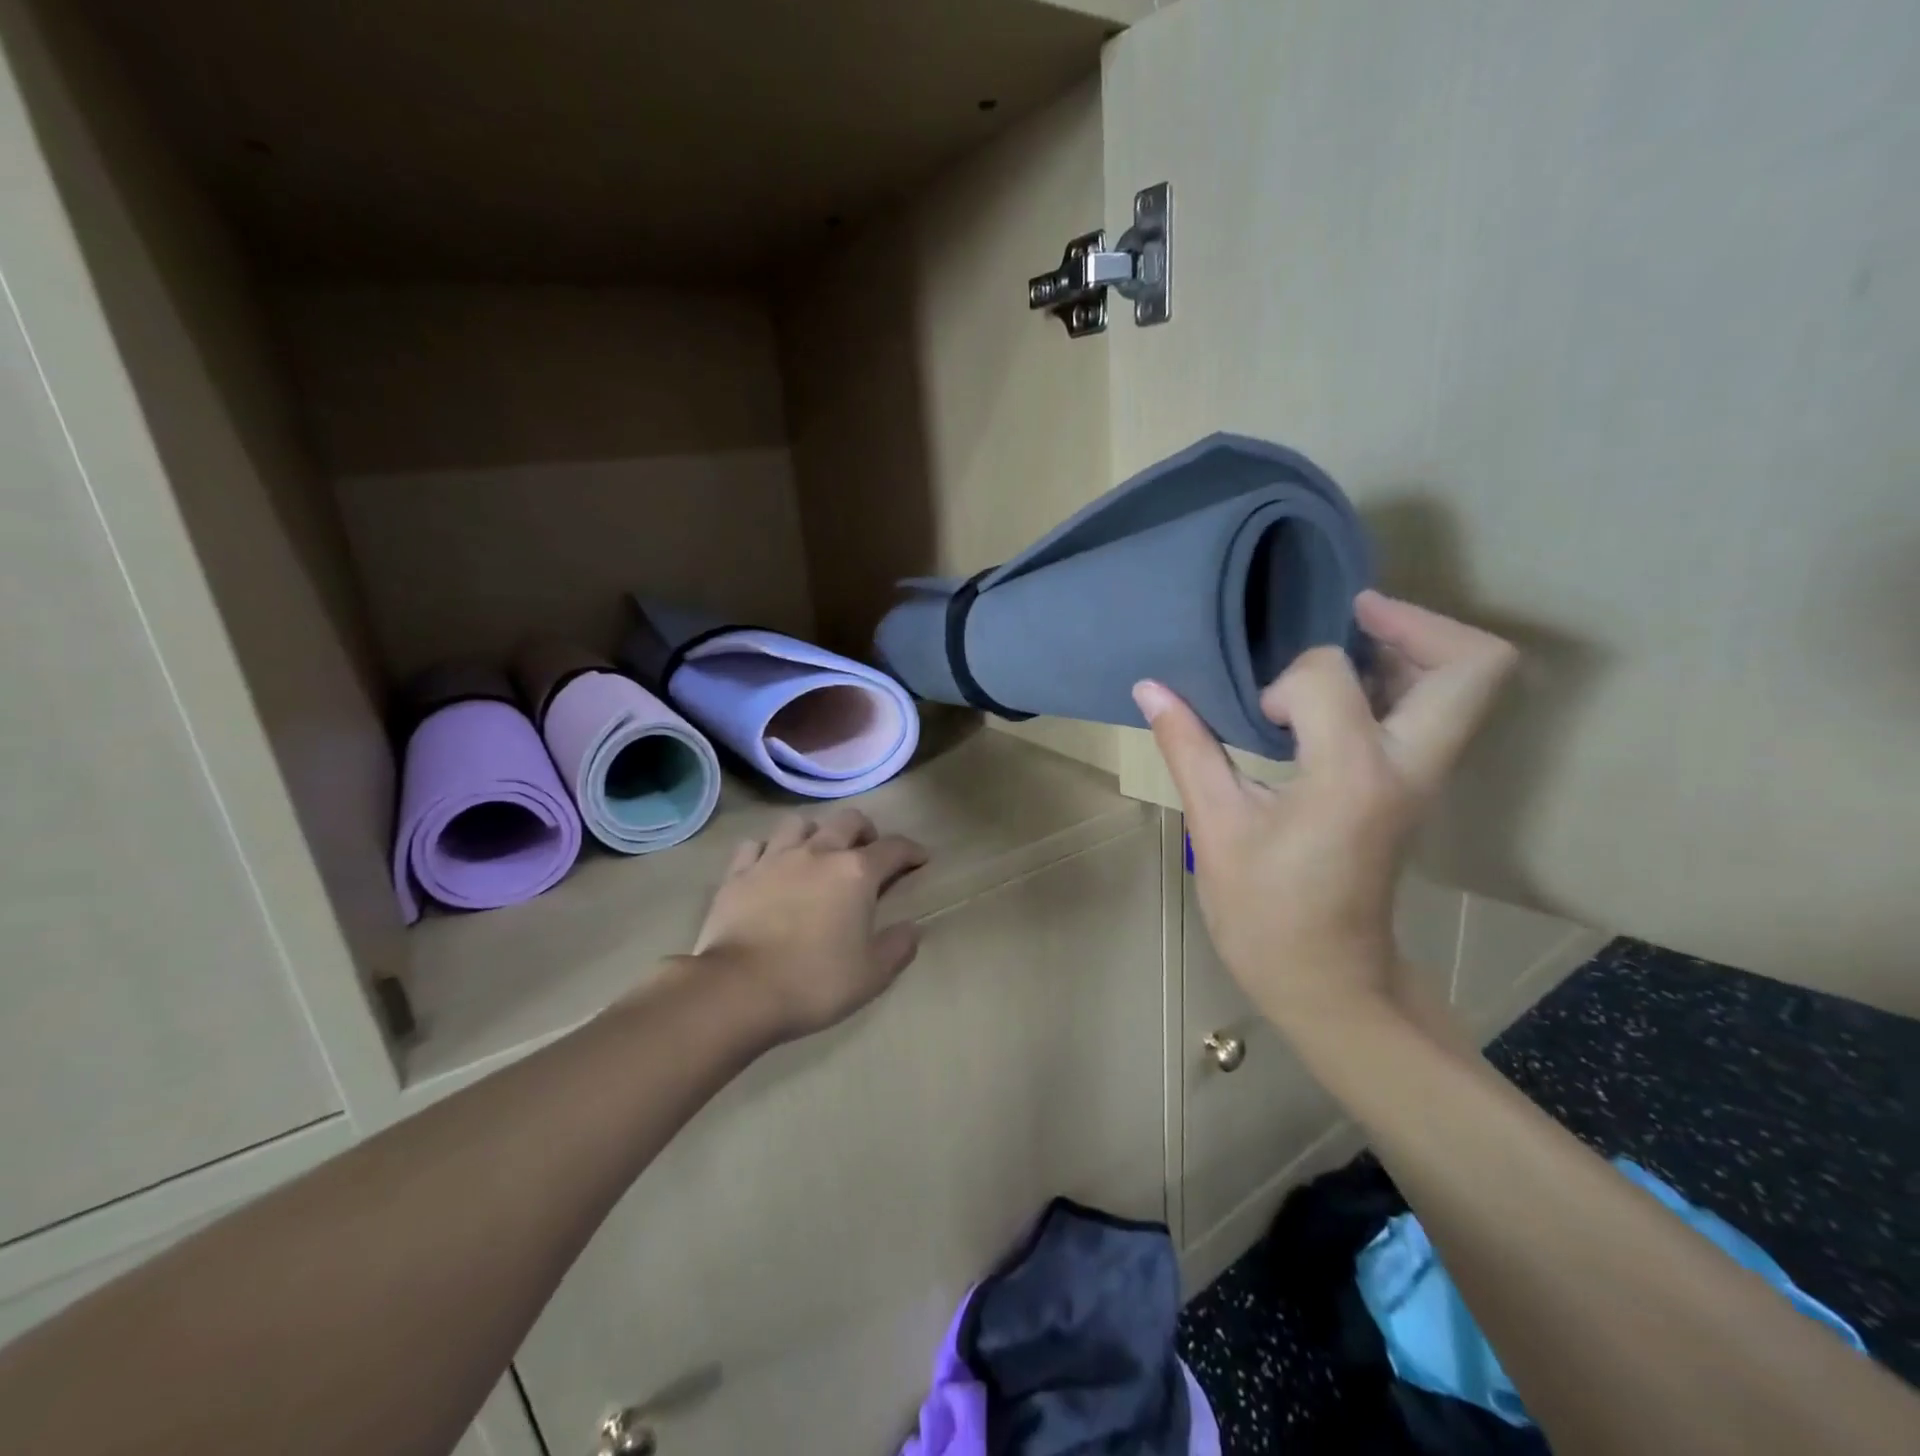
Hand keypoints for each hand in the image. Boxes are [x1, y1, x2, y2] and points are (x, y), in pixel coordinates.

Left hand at [691, 806, 928, 1041]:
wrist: (738, 990)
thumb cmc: (814, 982)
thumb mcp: (871, 975)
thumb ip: (897, 947)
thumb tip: (912, 928)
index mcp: (856, 873)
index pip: (893, 848)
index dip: (911, 851)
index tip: (921, 859)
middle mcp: (818, 853)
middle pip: (847, 821)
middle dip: (865, 831)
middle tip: (868, 851)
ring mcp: (774, 858)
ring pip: (799, 824)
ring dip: (815, 833)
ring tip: (817, 853)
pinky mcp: (738, 873)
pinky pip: (756, 846)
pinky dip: (768, 850)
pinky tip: (770, 866)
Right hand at [1134, 590, 1516, 1035]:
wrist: (1327, 982)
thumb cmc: (1264, 914)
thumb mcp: (1216, 827)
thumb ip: (1188, 746)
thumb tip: (1150, 686)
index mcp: (1353, 773)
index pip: (1329, 676)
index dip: (1285, 681)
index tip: (1260, 720)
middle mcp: (1410, 765)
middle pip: (1471, 664)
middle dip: (1414, 621)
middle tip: (1351, 612)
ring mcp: (1425, 778)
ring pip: (1469, 684)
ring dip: (1413, 647)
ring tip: (1345, 643)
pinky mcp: (1416, 787)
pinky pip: (1438, 710)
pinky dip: (1403, 680)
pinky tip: (1338, 693)